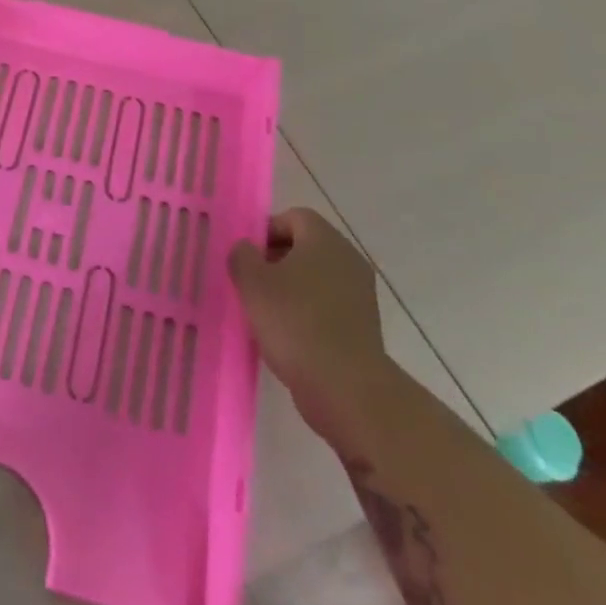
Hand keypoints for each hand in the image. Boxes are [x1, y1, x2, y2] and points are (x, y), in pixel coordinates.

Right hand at [227, 208, 388, 431]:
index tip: (247, 256)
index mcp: (325, 240)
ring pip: (316, 277)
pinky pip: (328, 305)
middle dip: (276, 259)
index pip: (294, 217)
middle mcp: (348, 259)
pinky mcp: (363, 326)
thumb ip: (242, 255)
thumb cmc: (294, 322)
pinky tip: (287, 334)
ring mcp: (360, 294)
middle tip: (251, 282)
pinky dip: (307, 312)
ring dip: (290, 287)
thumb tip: (247, 249)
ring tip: (265, 311)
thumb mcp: (252, 282)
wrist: (346, 387)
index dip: (266, 230)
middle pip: (306, 246)